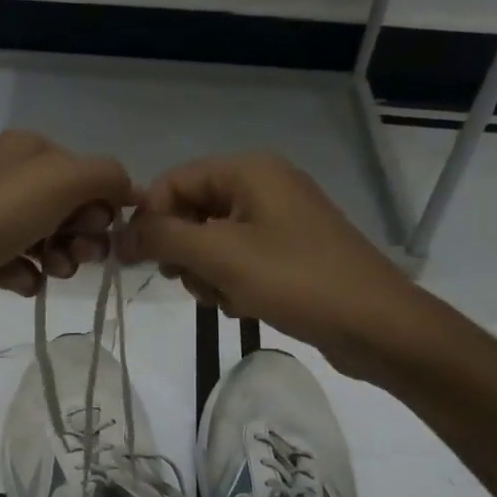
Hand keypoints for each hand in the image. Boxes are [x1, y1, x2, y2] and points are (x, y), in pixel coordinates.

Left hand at [0, 130, 131, 341]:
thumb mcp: (61, 181)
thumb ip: (106, 176)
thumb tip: (130, 188)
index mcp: (30, 150)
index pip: (89, 174)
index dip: (103, 205)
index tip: (101, 229)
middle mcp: (10, 178)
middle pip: (71, 209)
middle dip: (83, 235)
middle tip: (76, 254)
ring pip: (48, 239)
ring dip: (60, 258)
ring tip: (50, 271)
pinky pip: (19, 265)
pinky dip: (26, 276)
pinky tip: (21, 283)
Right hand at [114, 154, 422, 374]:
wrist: (377, 325)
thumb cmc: (295, 280)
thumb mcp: (220, 256)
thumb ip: (162, 237)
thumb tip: (119, 233)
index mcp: (249, 171)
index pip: (174, 181)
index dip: (150, 219)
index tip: (138, 260)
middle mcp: (264, 186)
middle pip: (193, 211)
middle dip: (185, 251)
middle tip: (193, 282)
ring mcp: (281, 220)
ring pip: (214, 242)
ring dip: (208, 274)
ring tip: (228, 299)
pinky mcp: (291, 253)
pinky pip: (241, 260)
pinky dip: (233, 283)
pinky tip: (247, 306)